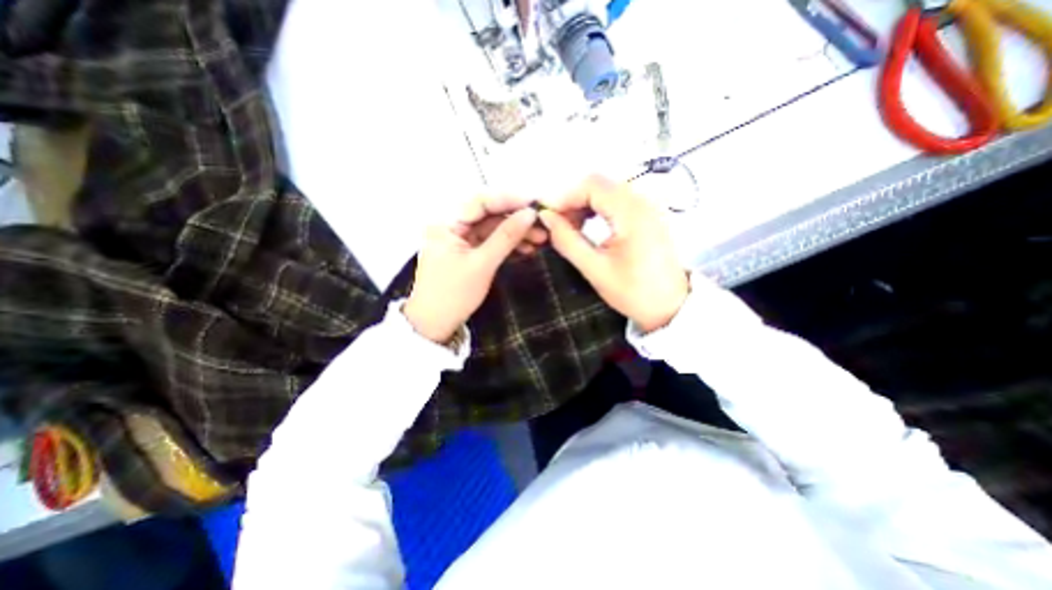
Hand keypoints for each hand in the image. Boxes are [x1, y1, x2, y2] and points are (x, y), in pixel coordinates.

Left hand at [404, 194, 542, 343]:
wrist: (435, 325)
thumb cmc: (454, 295)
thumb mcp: (483, 264)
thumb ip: (506, 237)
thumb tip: (530, 213)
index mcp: (446, 224)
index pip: (480, 202)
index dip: (508, 200)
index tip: (534, 203)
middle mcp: (452, 226)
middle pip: (488, 215)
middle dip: (516, 219)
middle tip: (542, 226)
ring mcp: (460, 240)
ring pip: (492, 229)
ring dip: (515, 233)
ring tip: (540, 240)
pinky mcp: (468, 253)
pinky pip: (490, 242)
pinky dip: (507, 245)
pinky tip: (526, 248)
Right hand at [539, 176, 686, 333]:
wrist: (671, 306)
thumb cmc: (633, 292)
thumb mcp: (595, 269)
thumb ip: (567, 240)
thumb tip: (546, 217)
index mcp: (631, 213)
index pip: (591, 185)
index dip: (564, 197)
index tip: (548, 218)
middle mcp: (642, 200)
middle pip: (599, 184)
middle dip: (573, 200)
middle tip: (558, 225)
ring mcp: (647, 206)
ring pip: (606, 190)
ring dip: (584, 205)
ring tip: (571, 228)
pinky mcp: (648, 214)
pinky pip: (617, 200)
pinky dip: (597, 209)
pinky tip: (589, 226)